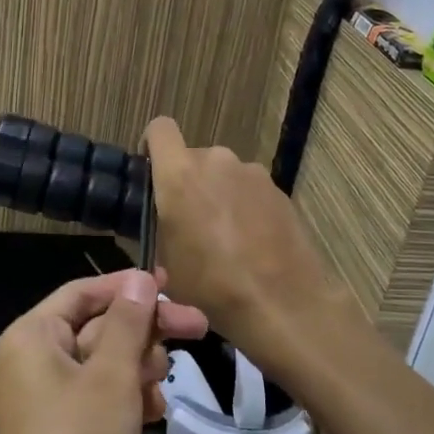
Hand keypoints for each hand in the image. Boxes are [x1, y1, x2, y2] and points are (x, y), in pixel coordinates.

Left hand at [0, 270, 207, 433]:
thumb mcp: (110, 375)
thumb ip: (129, 323)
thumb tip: (140, 278)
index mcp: (35, 337)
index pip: (83, 292)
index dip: (127, 286)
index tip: (173, 285)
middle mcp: (42, 362)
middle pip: (102, 325)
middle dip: (145, 328)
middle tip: (198, 327)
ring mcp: (59, 402)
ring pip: (111, 363)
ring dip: (141, 365)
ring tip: (159, 382)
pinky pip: (110, 398)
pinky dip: (134, 398)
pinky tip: (155, 412)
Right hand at [142, 117, 344, 376]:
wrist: (281, 304)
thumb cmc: (210, 285)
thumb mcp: (165, 260)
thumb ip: (158, 224)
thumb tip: (162, 218)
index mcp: (179, 174)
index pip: (160, 129)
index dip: (153, 145)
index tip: (153, 172)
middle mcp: (216, 160)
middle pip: (193, 157)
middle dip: (189, 181)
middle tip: (190, 221)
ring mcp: (252, 172)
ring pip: (223, 173)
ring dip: (219, 193)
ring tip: (225, 236)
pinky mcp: (279, 189)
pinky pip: (249, 189)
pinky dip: (245, 206)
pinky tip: (252, 241)